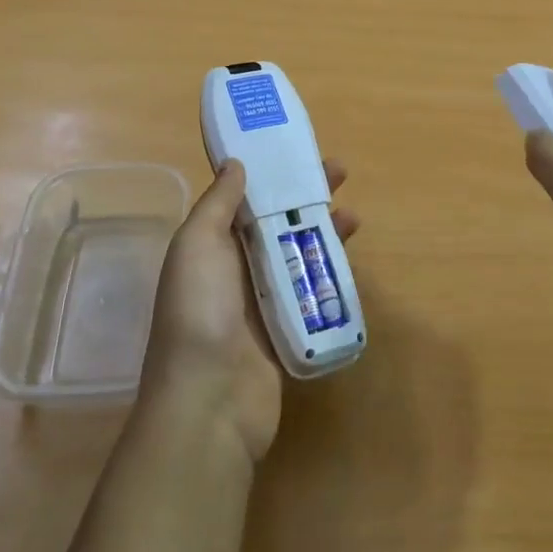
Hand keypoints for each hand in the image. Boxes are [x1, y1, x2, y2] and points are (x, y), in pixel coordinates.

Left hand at [141, 158, 358, 463]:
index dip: (273, 173)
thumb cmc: (199, 311)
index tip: (299, 151)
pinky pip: (313, 294)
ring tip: (354, 217)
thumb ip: (218, 203)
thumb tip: (235, 162)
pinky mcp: (289, 329)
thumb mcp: (198, 244)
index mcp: (213, 244)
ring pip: (300, 255)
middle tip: (341, 174)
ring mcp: (264, 301)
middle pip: (279, 222)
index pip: (247, 197)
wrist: (209, 400)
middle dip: (308, 197)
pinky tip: (352, 262)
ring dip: (326, 233)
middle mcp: (237, 268)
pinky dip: (332, 275)